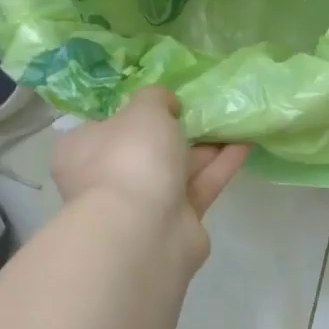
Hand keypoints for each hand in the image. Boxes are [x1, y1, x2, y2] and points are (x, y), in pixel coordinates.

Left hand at [50, 87, 249, 265]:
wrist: (143, 231)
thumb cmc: (131, 158)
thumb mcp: (143, 109)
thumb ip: (155, 97)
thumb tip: (166, 105)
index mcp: (83, 149)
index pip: (105, 126)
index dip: (133, 112)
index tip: (163, 102)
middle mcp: (107, 178)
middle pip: (146, 149)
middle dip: (177, 130)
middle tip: (205, 109)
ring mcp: (142, 204)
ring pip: (177, 168)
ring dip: (206, 147)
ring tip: (235, 121)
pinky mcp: (176, 222)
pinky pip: (200, 186)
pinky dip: (221, 165)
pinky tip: (245, 143)